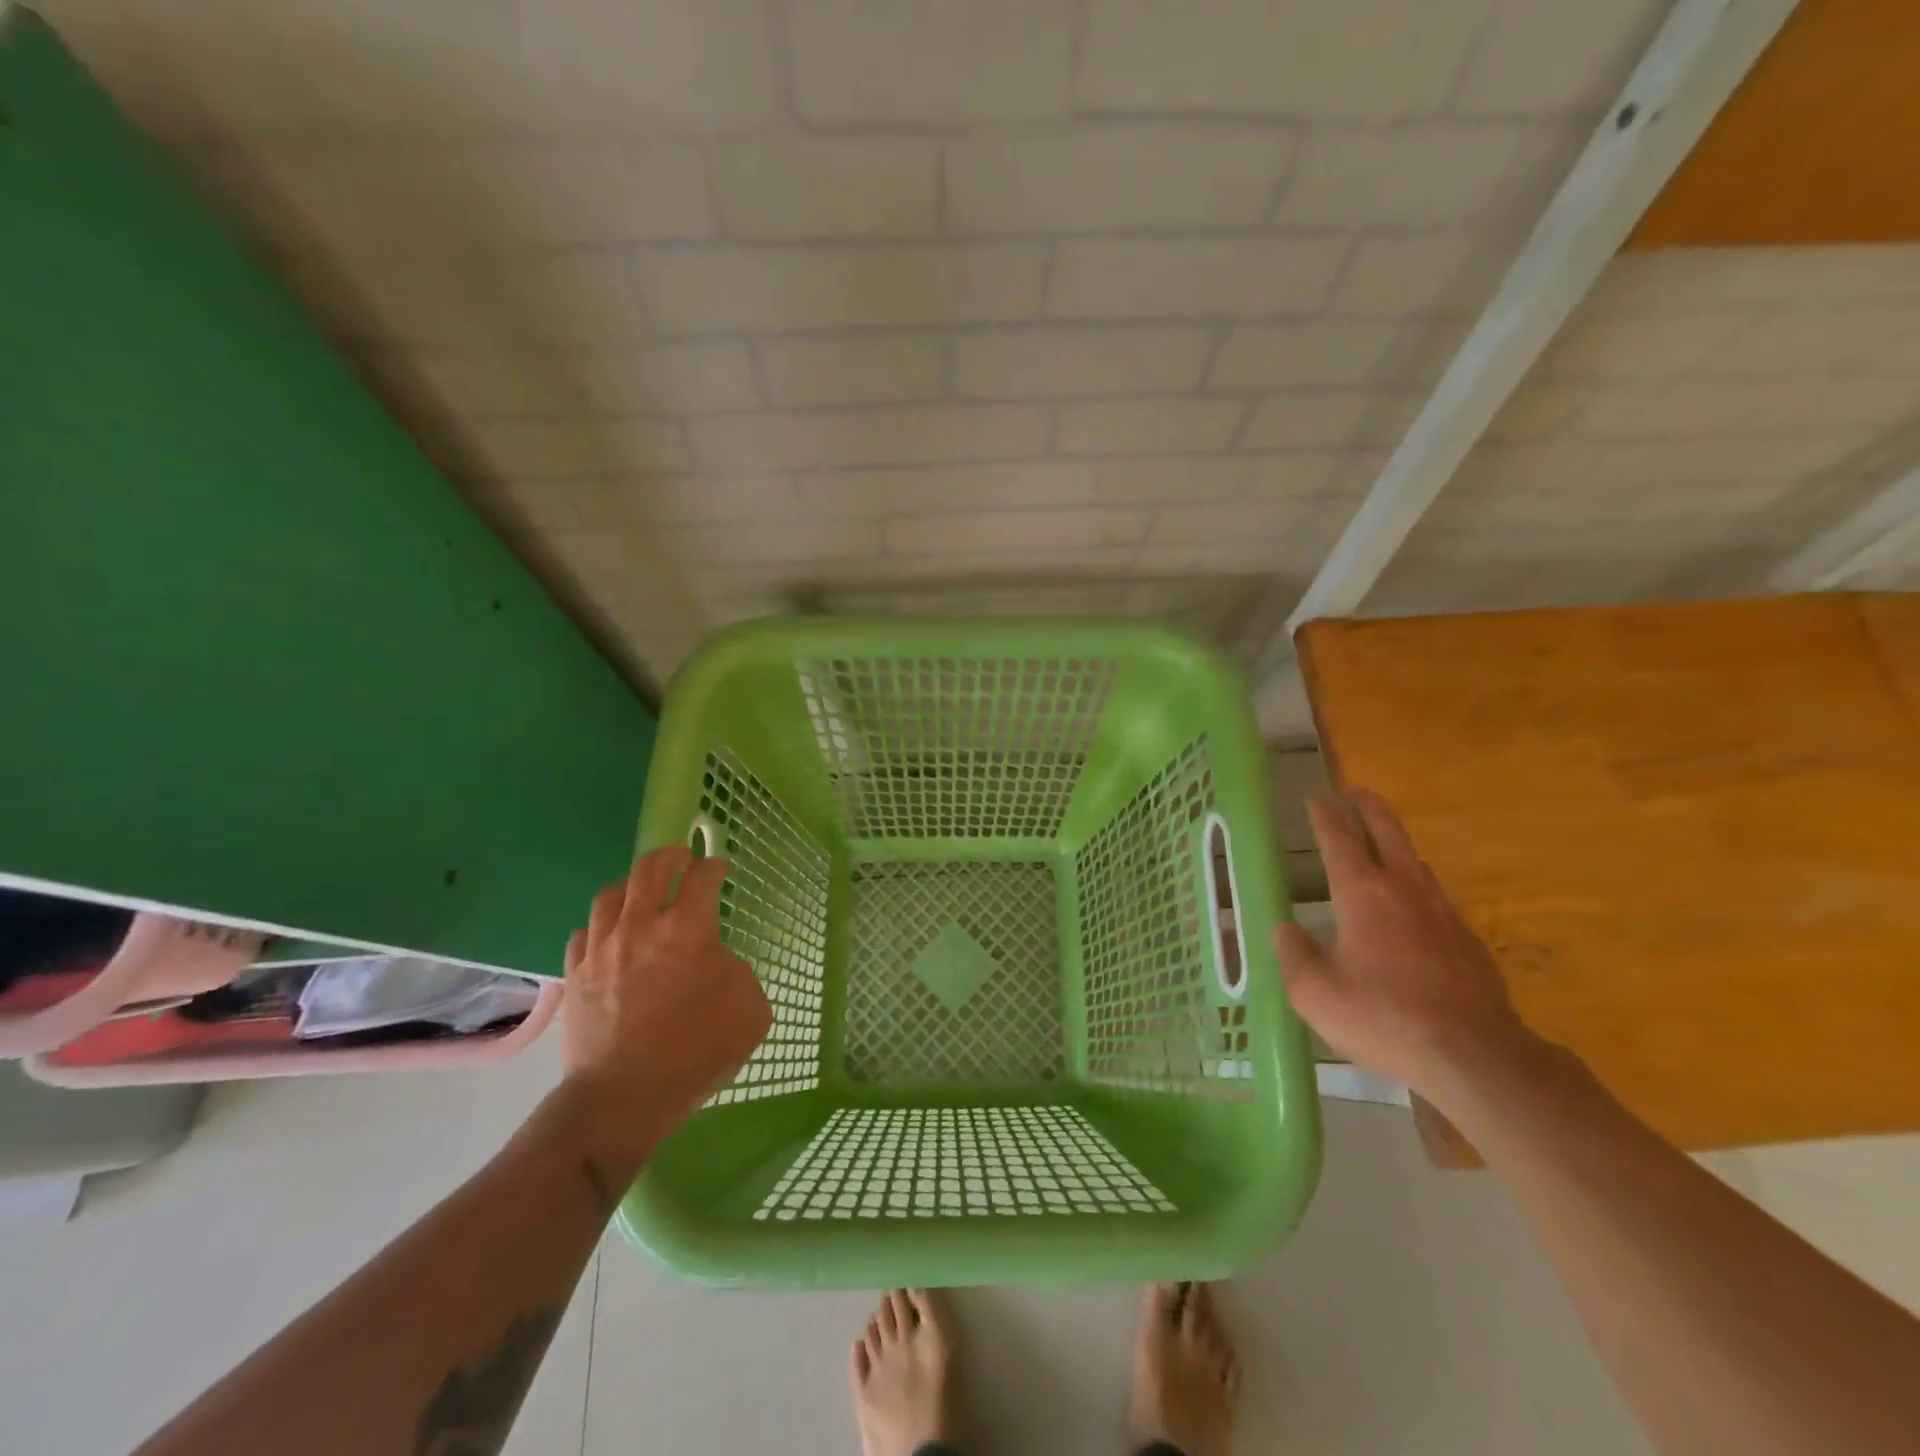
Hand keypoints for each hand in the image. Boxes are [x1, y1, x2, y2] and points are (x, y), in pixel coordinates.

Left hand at [560, 847, 771, 1150]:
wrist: (622, 1098)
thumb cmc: (695, 1051)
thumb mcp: (749, 1010)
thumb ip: (739, 973)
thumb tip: (717, 962)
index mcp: (688, 929)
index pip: (703, 876)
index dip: (715, 866)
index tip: (720, 868)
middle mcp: (641, 926)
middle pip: (650, 868)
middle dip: (671, 856)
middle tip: (682, 861)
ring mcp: (602, 948)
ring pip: (611, 892)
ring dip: (632, 885)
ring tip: (643, 892)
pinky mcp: (575, 974)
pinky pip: (584, 931)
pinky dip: (601, 925)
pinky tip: (610, 935)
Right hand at [1275, 790, 1539, 1098]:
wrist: (1475, 1055)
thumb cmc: (1383, 1017)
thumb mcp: (1314, 993)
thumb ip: (1293, 956)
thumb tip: (1285, 930)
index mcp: (1361, 893)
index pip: (1339, 838)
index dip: (1325, 816)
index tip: (1316, 801)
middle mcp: (1403, 889)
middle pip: (1387, 831)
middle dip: (1368, 807)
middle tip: (1354, 793)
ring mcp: (1441, 911)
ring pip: (1414, 860)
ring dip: (1394, 843)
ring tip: (1380, 844)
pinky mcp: (1466, 938)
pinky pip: (1434, 894)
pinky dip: (1415, 883)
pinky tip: (1411, 906)